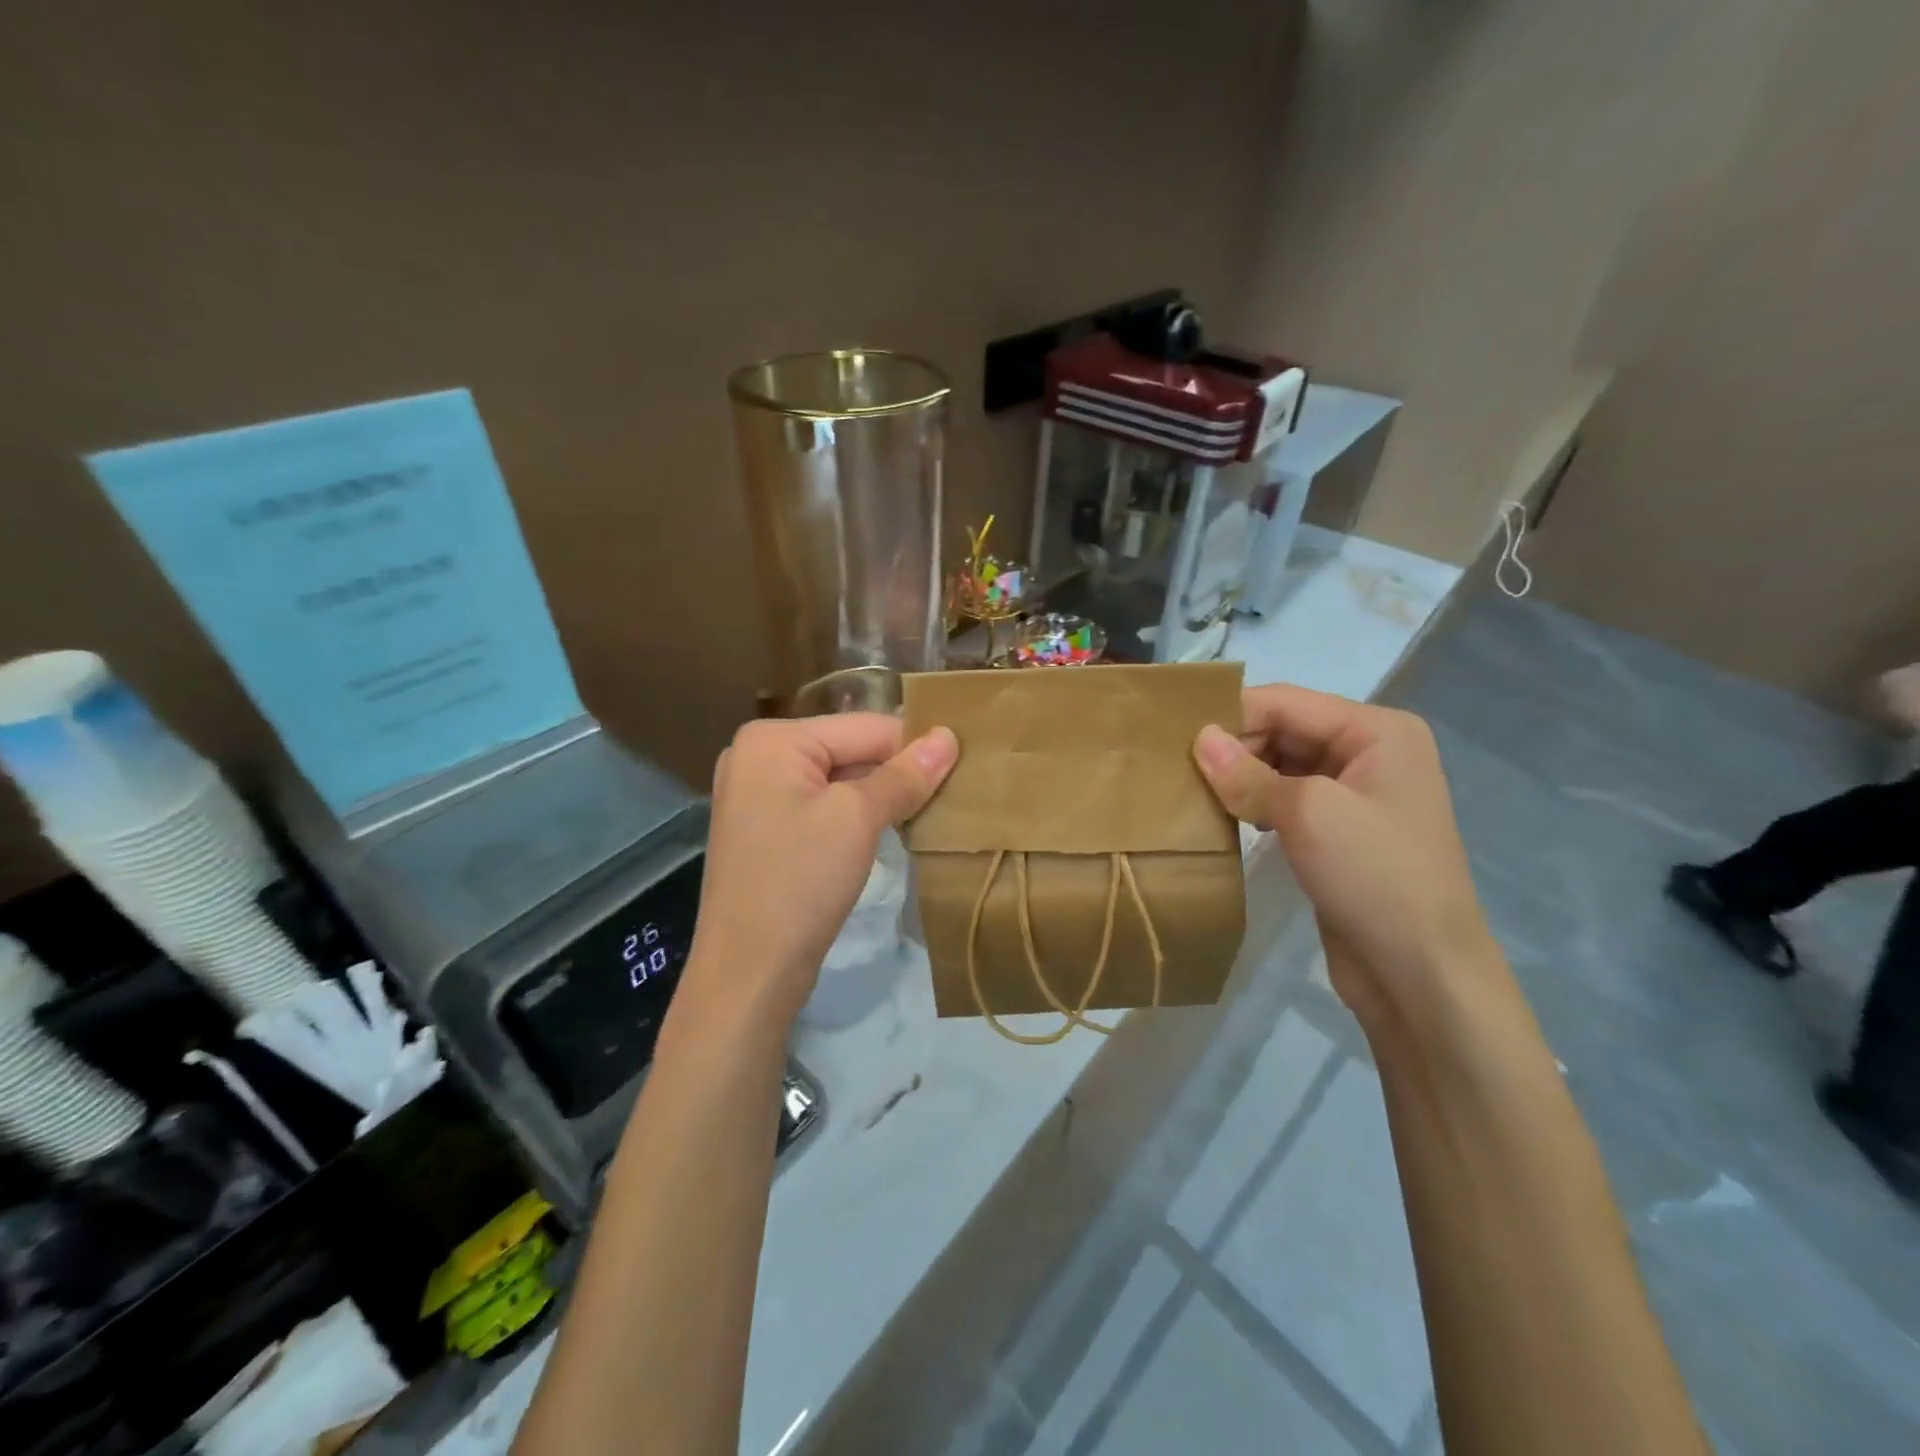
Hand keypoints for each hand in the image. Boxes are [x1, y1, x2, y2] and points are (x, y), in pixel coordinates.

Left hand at [686, 713, 957, 1026]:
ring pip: (840, 780)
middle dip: (898, 771)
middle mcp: (759, 756)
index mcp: (773, 739)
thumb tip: (948, 737)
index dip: (916, 745)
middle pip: (850, 750)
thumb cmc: (800, 882)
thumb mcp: (858, 819)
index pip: (865, 727)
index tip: (967, 762)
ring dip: (883, 795)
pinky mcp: (767, 830)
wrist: (748, 972)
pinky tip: (893, 830)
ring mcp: (759, 795)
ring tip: (933, 810)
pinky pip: (824, 806)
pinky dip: (858, 815)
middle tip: (956, 790)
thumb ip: (904, 775)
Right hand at [1193, 685, 1501, 1029]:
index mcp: (1377, 731)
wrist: (1421, 974)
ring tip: (1193, 794)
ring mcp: (1355, 794)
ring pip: (1280, 766)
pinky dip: (1254, 804)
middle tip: (1179, 772)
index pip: (1286, 702)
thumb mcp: (1308, 813)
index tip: (1175, 738)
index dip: (1230, 716)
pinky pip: (1285, 800)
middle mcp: (1369, 753)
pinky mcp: (1338, 833)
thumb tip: (1199, 738)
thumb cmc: (1374, 877)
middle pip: (1283, 730)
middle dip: (1234, 749)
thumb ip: (1248, 773)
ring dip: (1239, 778)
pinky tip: (1226, 820)